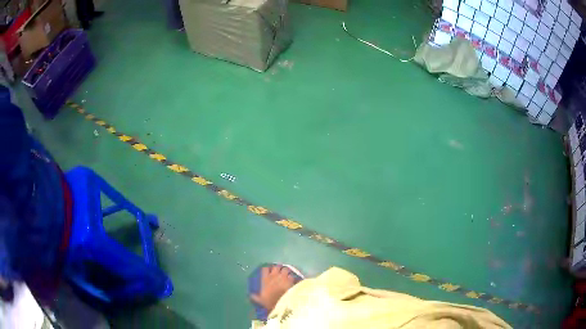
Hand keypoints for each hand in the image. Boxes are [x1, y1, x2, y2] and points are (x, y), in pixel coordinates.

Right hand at [250, 266, 295, 312]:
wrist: (282, 303)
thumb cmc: (269, 301)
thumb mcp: (260, 300)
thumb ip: (255, 297)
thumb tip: (250, 296)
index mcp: (265, 279)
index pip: (265, 269)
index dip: (267, 269)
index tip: (268, 271)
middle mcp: (274, 275)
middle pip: (276, 266)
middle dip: (278, 268)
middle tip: (279, 272)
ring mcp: (283, 277)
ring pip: (285, 268)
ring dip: (286, 271)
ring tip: (286, 275)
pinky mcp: (291, 280)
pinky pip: (292, 275)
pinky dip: (292, 277)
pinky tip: (292, 280)